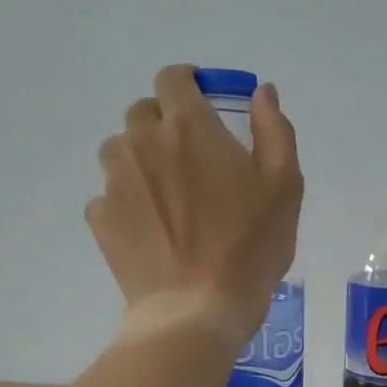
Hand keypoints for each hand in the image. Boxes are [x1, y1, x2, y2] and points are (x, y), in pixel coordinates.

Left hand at [87, 65, 303, 344]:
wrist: (198, 308)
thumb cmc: (250, 246)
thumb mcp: (285, 186)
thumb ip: (274, 130)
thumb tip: (261, 92)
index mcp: (188, 127)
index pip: (173, 78)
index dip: (187, 84)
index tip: (203, 102)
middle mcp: (142, 142)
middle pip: (143, 113)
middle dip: (165, 124)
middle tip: (192, 159)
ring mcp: (115, 181)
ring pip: (121, 151)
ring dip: (142, 160)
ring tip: (169, 196)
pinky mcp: (101, 218)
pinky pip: (110, 194)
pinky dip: (128, 201)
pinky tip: (152, 229)